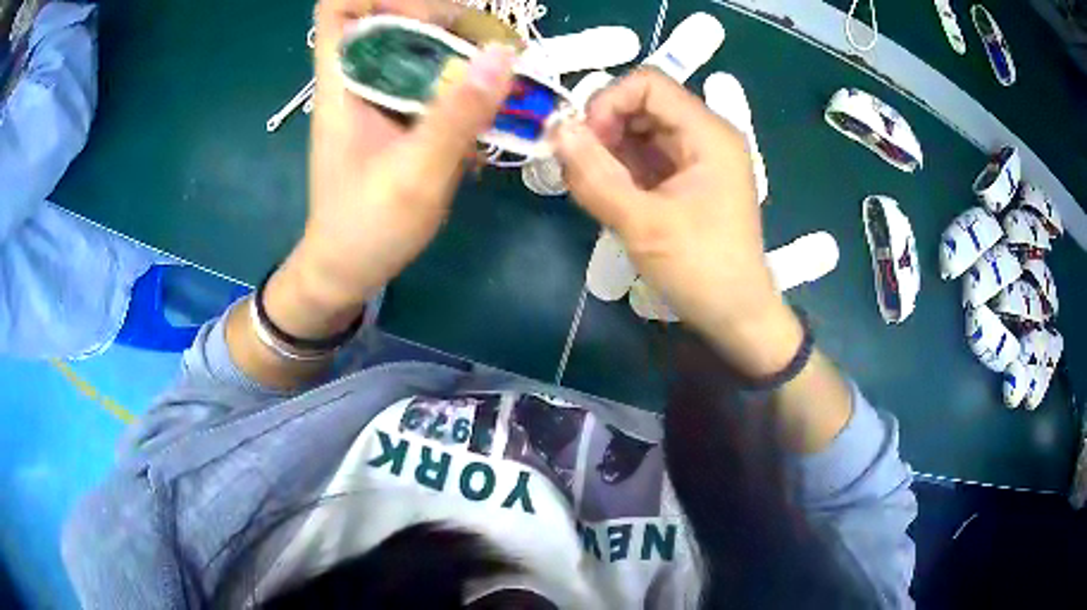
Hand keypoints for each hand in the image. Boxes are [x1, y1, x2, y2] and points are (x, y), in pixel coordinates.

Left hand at [270, 0, 515, 337]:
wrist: (346, 270)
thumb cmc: (365, 228)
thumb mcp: (415, 174)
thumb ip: (457, 114)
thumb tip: (503, 54)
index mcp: (341, 82)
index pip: (340, 6)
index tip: (426, 15)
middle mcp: (358, 77)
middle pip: (392, 14)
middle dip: (441, 16)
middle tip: (489, 45)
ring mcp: (379, 95)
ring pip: (416, 43)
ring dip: (461, 48)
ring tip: (502, 73)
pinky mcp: (398, 114)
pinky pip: (432, 76)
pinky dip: (463, 80)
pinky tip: (489, 106)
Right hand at [553, 69, 801, 376]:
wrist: (736, 315)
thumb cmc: (701, 270)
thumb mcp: (643, 224)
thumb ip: (595, 175)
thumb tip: (555, 130)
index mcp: (708, 134)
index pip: (648, 84)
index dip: (607, 102)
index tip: (584, 142)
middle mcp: (706, 136)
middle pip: (642, 104)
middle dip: (604, 127)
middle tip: (578, 167)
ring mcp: (697, 158)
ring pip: (641, 130)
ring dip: (608, 149)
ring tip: (588, 184)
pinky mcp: (688, 179)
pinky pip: (647, 157)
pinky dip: (620, 168)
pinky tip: (606, 193)